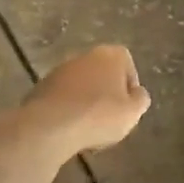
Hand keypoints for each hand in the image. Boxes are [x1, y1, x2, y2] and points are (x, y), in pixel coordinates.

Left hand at [21, 46, 151, 154]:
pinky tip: (70, 128)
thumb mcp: (132, 113)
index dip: (129, 85)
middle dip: (107, 92)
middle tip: (110, 117)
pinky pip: (63, 96)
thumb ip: (140, 99)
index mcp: (110, 55)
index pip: (126, 62)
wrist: (50, 125)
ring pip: (82, 84)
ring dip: (87, 100)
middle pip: (102, 72)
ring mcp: (61, 70)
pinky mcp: (42, 86)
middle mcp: (85, 55)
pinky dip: (69, 108)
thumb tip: (137, 93)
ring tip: (89, 127)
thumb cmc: (99, 115)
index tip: (128, 105)